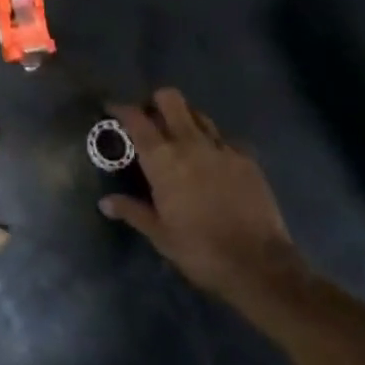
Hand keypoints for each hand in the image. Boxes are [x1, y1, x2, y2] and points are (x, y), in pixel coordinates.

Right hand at [99, 89, 306, 309]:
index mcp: (163, 159)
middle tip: (151, 120)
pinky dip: (214, 143)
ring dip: (185, 119)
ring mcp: (221, 147)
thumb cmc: (200, 250)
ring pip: (198, 114)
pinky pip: (225, 138)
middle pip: (170, 99)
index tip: (112, 109)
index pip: (136, 119)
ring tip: (181, 138)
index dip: (121, 108)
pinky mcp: (247, 158)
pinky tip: (214, 161)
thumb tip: (105, 202)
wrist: (259, 265)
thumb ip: (132, 211)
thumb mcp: (160, 235)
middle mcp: (190, 142)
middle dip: (156, 102)